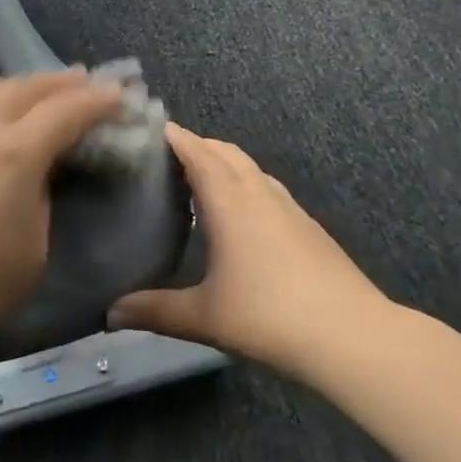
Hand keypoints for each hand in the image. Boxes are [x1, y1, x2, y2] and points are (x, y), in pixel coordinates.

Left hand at [0, 68, 124, 361]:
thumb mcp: (35, 246)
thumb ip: (43, 197)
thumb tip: (40, 172)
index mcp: (16, 152)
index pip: (66, 111)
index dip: (97, 101)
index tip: (120, 95)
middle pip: (27, 88)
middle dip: (62, 82)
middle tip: (87, 81)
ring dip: (21, 81)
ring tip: (38, 89)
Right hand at [110, 124, 390, 374]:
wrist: (350, 334)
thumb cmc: (269, 316)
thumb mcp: (204, 316)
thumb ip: (155, 311)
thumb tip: (109, 313)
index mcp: (229, 202)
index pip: (198, 153)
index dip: (175, 137)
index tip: (150, 127)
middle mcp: (258, 193)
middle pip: (225, 152)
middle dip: (197, 145)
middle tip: (165, 155)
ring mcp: (288, 206)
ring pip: (250, 167)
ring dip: (224, 162)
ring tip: (199, 178)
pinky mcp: (307, 224)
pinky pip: (267, 187)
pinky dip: (245, 183)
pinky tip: (241, 213)